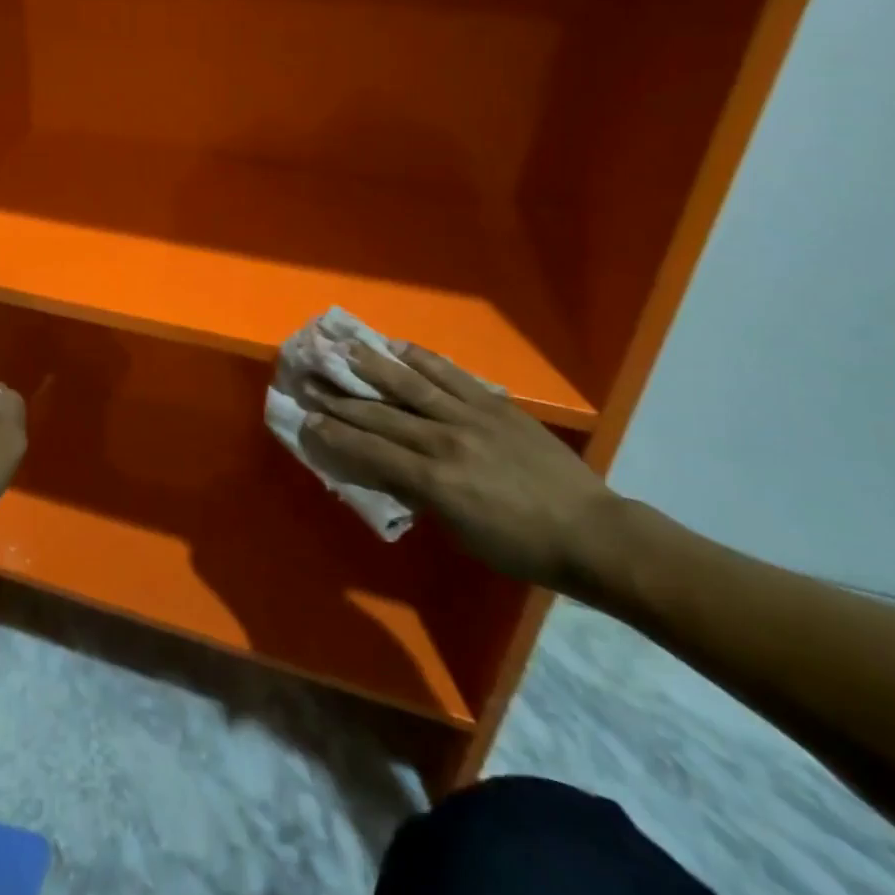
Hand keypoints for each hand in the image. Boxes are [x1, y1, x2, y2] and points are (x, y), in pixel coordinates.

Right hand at [299, 342, 619, 589]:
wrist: (589, 532)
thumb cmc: (519, 546)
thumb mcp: (458, 531)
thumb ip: (418, 493)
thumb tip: (385, 467)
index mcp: (434, 480)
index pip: (370, 450)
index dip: (334, 434)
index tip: (306, 420)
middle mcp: (444, 441)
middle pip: (381, 414)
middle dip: (341, 399)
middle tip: (310, 380)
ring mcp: (470, 416)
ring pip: (411, 385)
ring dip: (373, 366)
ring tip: (345, 348)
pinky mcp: (494, 404)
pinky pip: (451, 375)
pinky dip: (423, 360)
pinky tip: (400, 347)